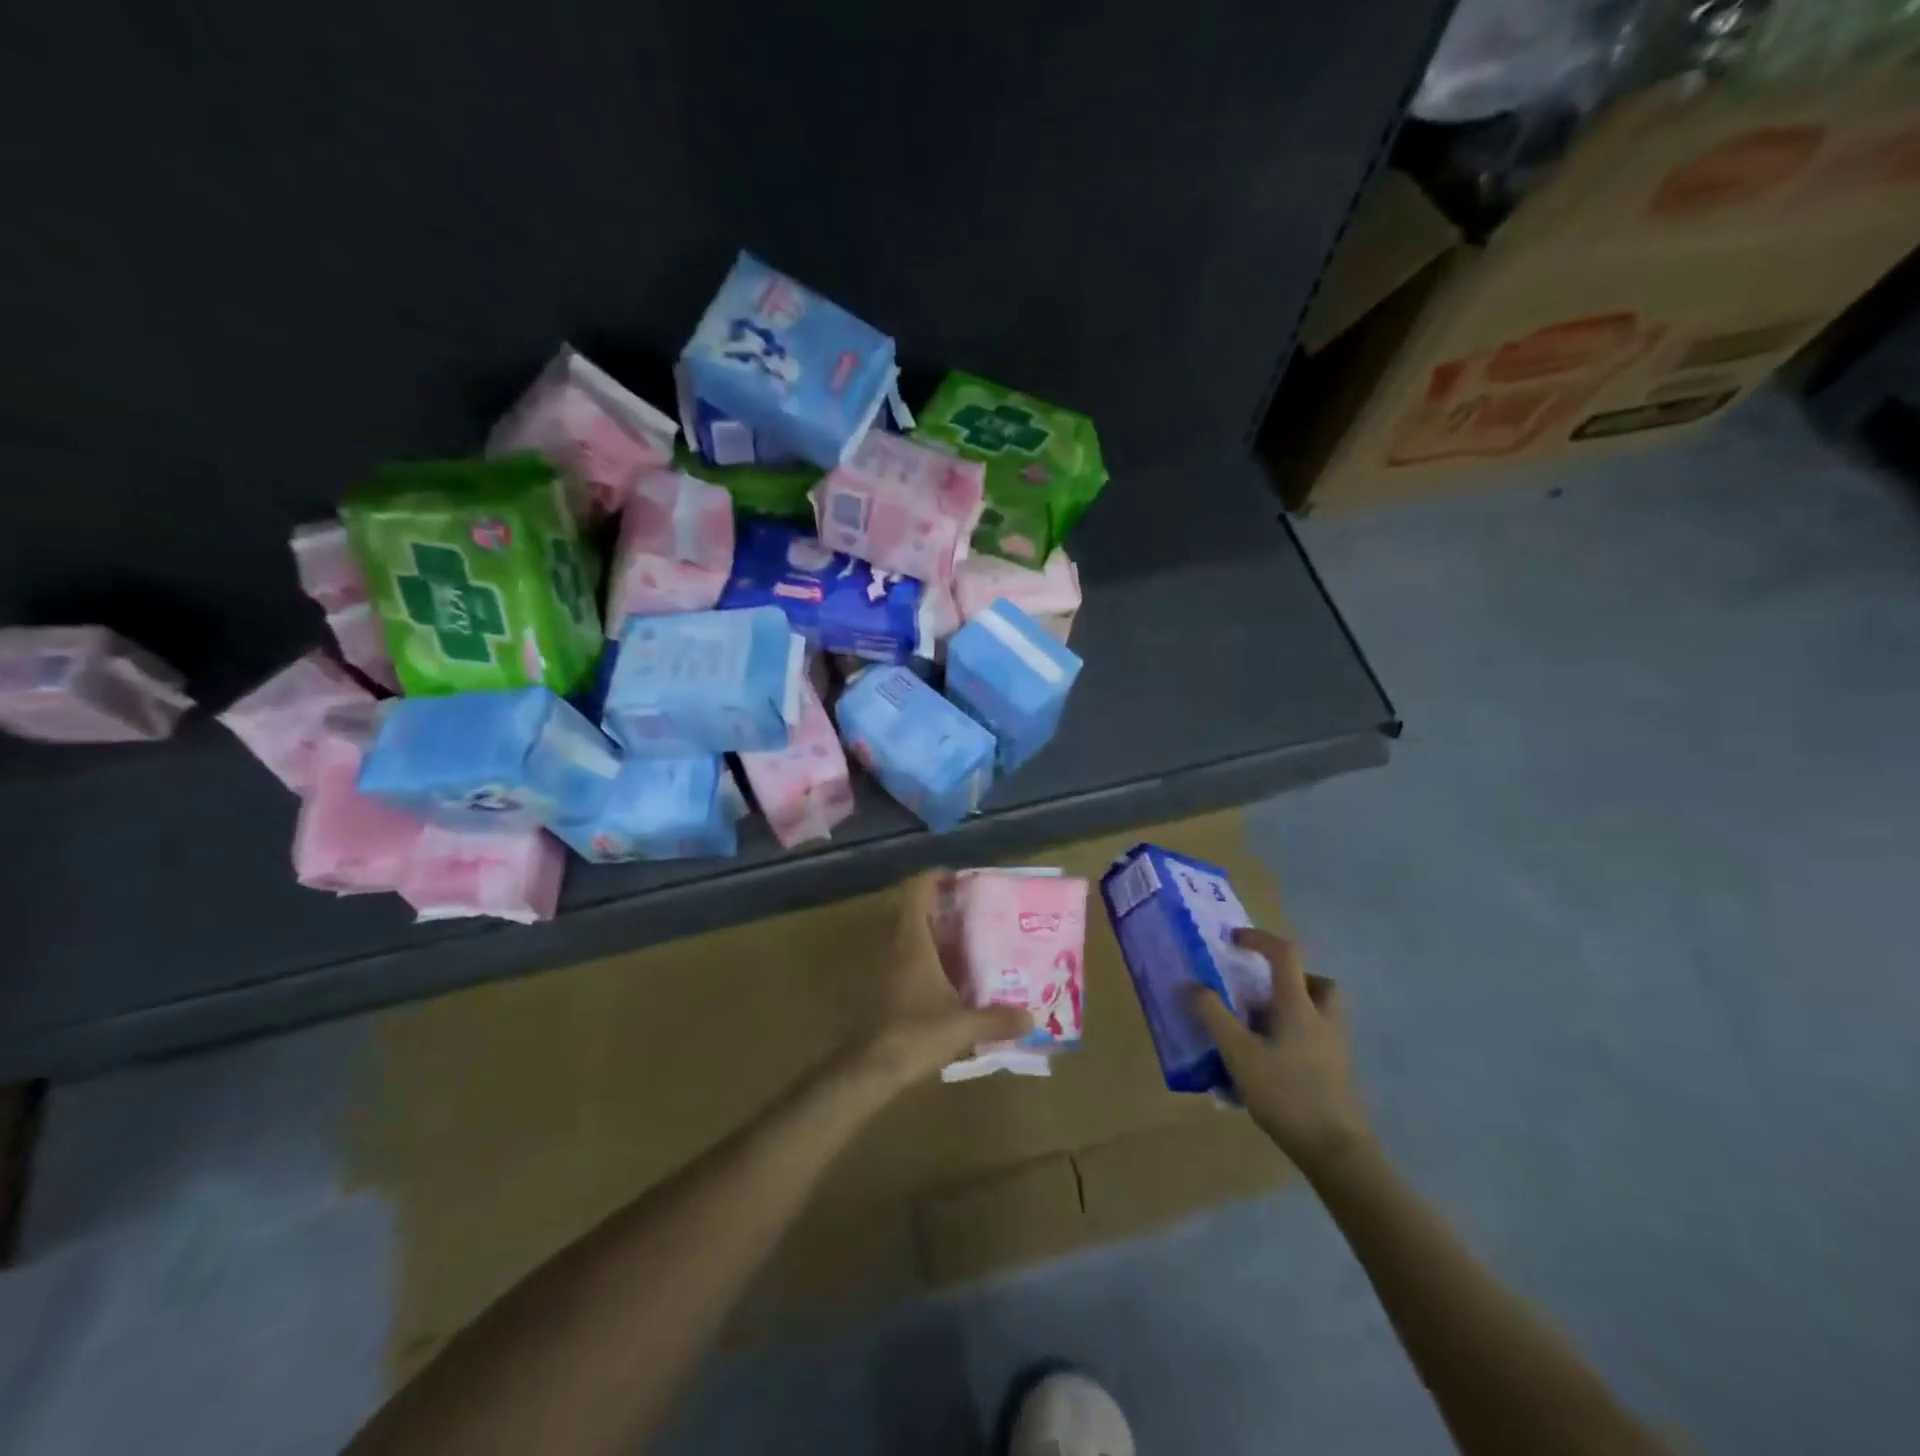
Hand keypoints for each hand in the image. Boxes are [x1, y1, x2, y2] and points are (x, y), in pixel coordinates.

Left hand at [852, 871, 1031, 1090]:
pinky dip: (924, 960)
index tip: (961, 881)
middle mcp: (894, 946)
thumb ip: (998, 1019)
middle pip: (914, 911)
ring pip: (907, 937)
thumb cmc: (915, 1033)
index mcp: (912, 941)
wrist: (869, 1068)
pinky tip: (947, 980)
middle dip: (941, 909)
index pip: (918, 891)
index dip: (936, 878)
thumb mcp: (963, 1026)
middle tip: (973, 914)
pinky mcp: (880, 989)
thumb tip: (1032, 1018)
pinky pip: (903, 960)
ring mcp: (883, 967)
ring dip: (932, 935)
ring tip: (966, 945)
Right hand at [1191, 928, 1372, 1175]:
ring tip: (1261, 1027)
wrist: (1336, 1151)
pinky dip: (1297, 1037)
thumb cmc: (1287, 1094)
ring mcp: (1335, 1048)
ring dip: (1294, 1008)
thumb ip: (1214, 1016)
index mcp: (1300, 1006)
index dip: (1259, 940)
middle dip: (1290, 978)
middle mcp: (1323, 1019)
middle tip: (1261, 991)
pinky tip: (1271, 1062)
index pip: (1284, 955)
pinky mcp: (1337, 1073)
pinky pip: (1318, 1039)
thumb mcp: (1239, 1054)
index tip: (1234, 940)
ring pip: (1321, 1012)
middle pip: (1317, 982)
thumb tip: (1191, 985)